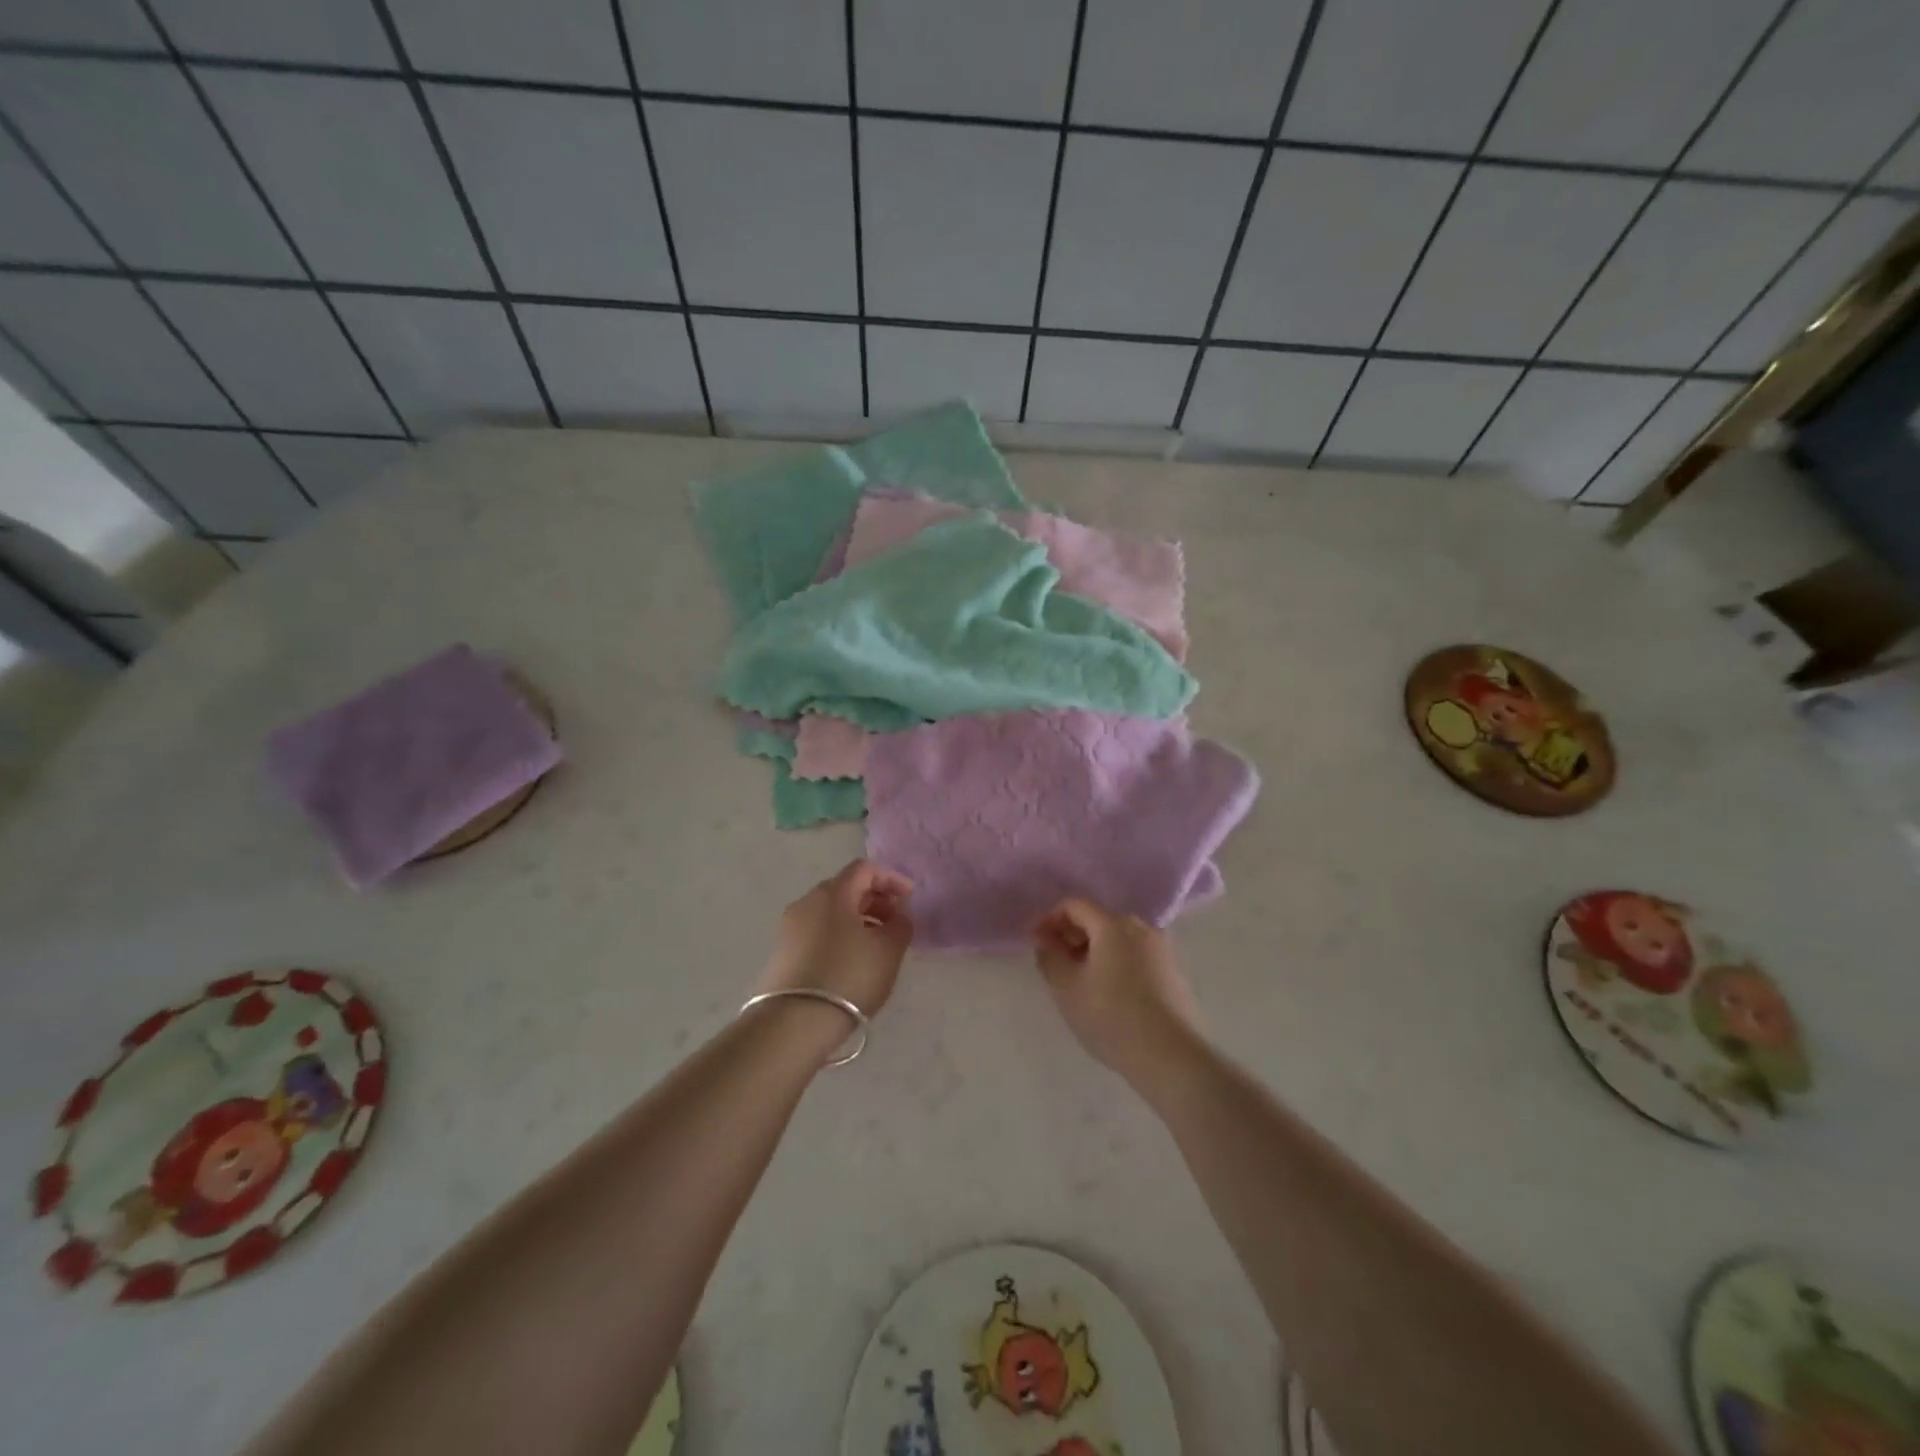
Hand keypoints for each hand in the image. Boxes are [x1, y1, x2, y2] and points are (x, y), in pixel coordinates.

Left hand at [757, 860, 914, 1018]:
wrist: (793, 1023)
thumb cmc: (848, 976)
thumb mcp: (888, 950)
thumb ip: (900, 925)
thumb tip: (897, 916)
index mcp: (832, 893)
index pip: (864, 869)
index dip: (890, 879)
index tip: (909, 898)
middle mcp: (806, 902)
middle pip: (846, 889)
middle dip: (875, 901)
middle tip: (895, 924)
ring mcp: (789, 928)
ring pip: (830, 913)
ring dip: (858, 921)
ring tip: (876, 948)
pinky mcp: (782, 953)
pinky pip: (817, 933)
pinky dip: (839, 937)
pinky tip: (851, 964)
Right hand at [1033, 899, 1203, 1087]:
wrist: (1172, 1056)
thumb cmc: (1112, 1017)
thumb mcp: (1067, 988)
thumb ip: (1050, 957)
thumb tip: (1046, 940)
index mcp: (1113, 924)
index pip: (1074, 905)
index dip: (1050, 919)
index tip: (1037, 944)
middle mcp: (1141, 927)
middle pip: (1098, 919)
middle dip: (1072, 936)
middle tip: (1056, 964)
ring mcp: (1162, 949)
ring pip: (1118, 939)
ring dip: (1094, 951)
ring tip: (1081, 981)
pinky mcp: (1174, 972)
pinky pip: (1135, 955)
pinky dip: (1116, 963)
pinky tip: (1109, 993)